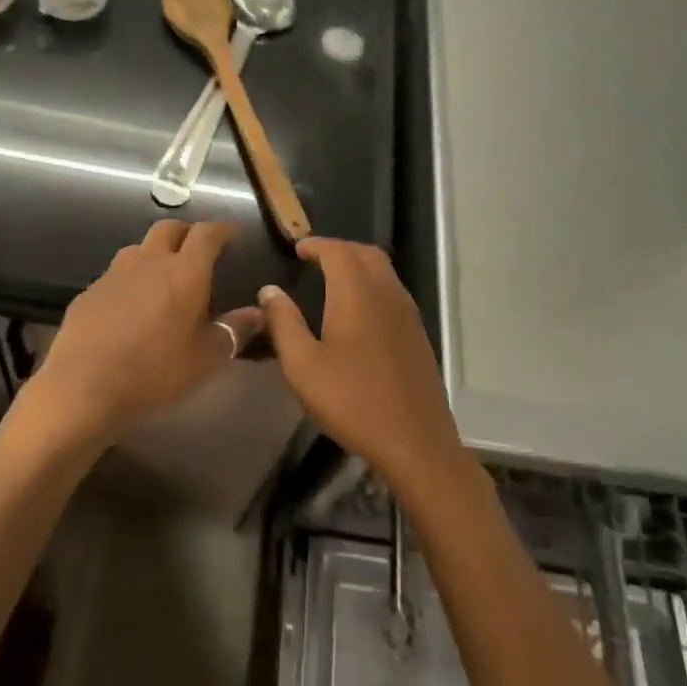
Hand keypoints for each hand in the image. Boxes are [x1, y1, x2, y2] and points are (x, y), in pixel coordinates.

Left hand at [28, 220, 262, 446]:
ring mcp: (114, 273)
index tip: (231, 234)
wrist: (84, 386)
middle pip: (169, 228)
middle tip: (196, 250)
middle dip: (186, 233)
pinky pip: (115, 275)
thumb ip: (234, 331)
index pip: (206, 234)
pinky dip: (129, 281)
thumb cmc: (155, 370)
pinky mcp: (89, 291)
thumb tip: (258, 313)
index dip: (221, 229)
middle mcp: (149, 261)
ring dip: (154, 254)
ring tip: (162, 277)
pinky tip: (129, 307)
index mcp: (185, 271)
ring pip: (138, 249)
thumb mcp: (206, 358)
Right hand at [258, 239, 464, 489]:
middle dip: (339, 249)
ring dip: (358, 265)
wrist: (414, 441)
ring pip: (384, 271)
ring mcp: (407, 313)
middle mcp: (386, 293)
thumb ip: (283, 322)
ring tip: (333, 280)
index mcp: (356, 293)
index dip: (317, 244)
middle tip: (314, 259)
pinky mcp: (417, 334)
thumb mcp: (303, 365)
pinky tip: (358, 311)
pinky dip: (372, 285)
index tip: (297, 249)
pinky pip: (393, 292)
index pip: (338, 251)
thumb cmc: (352, 400)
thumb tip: (269, 290)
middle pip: (366, 254)